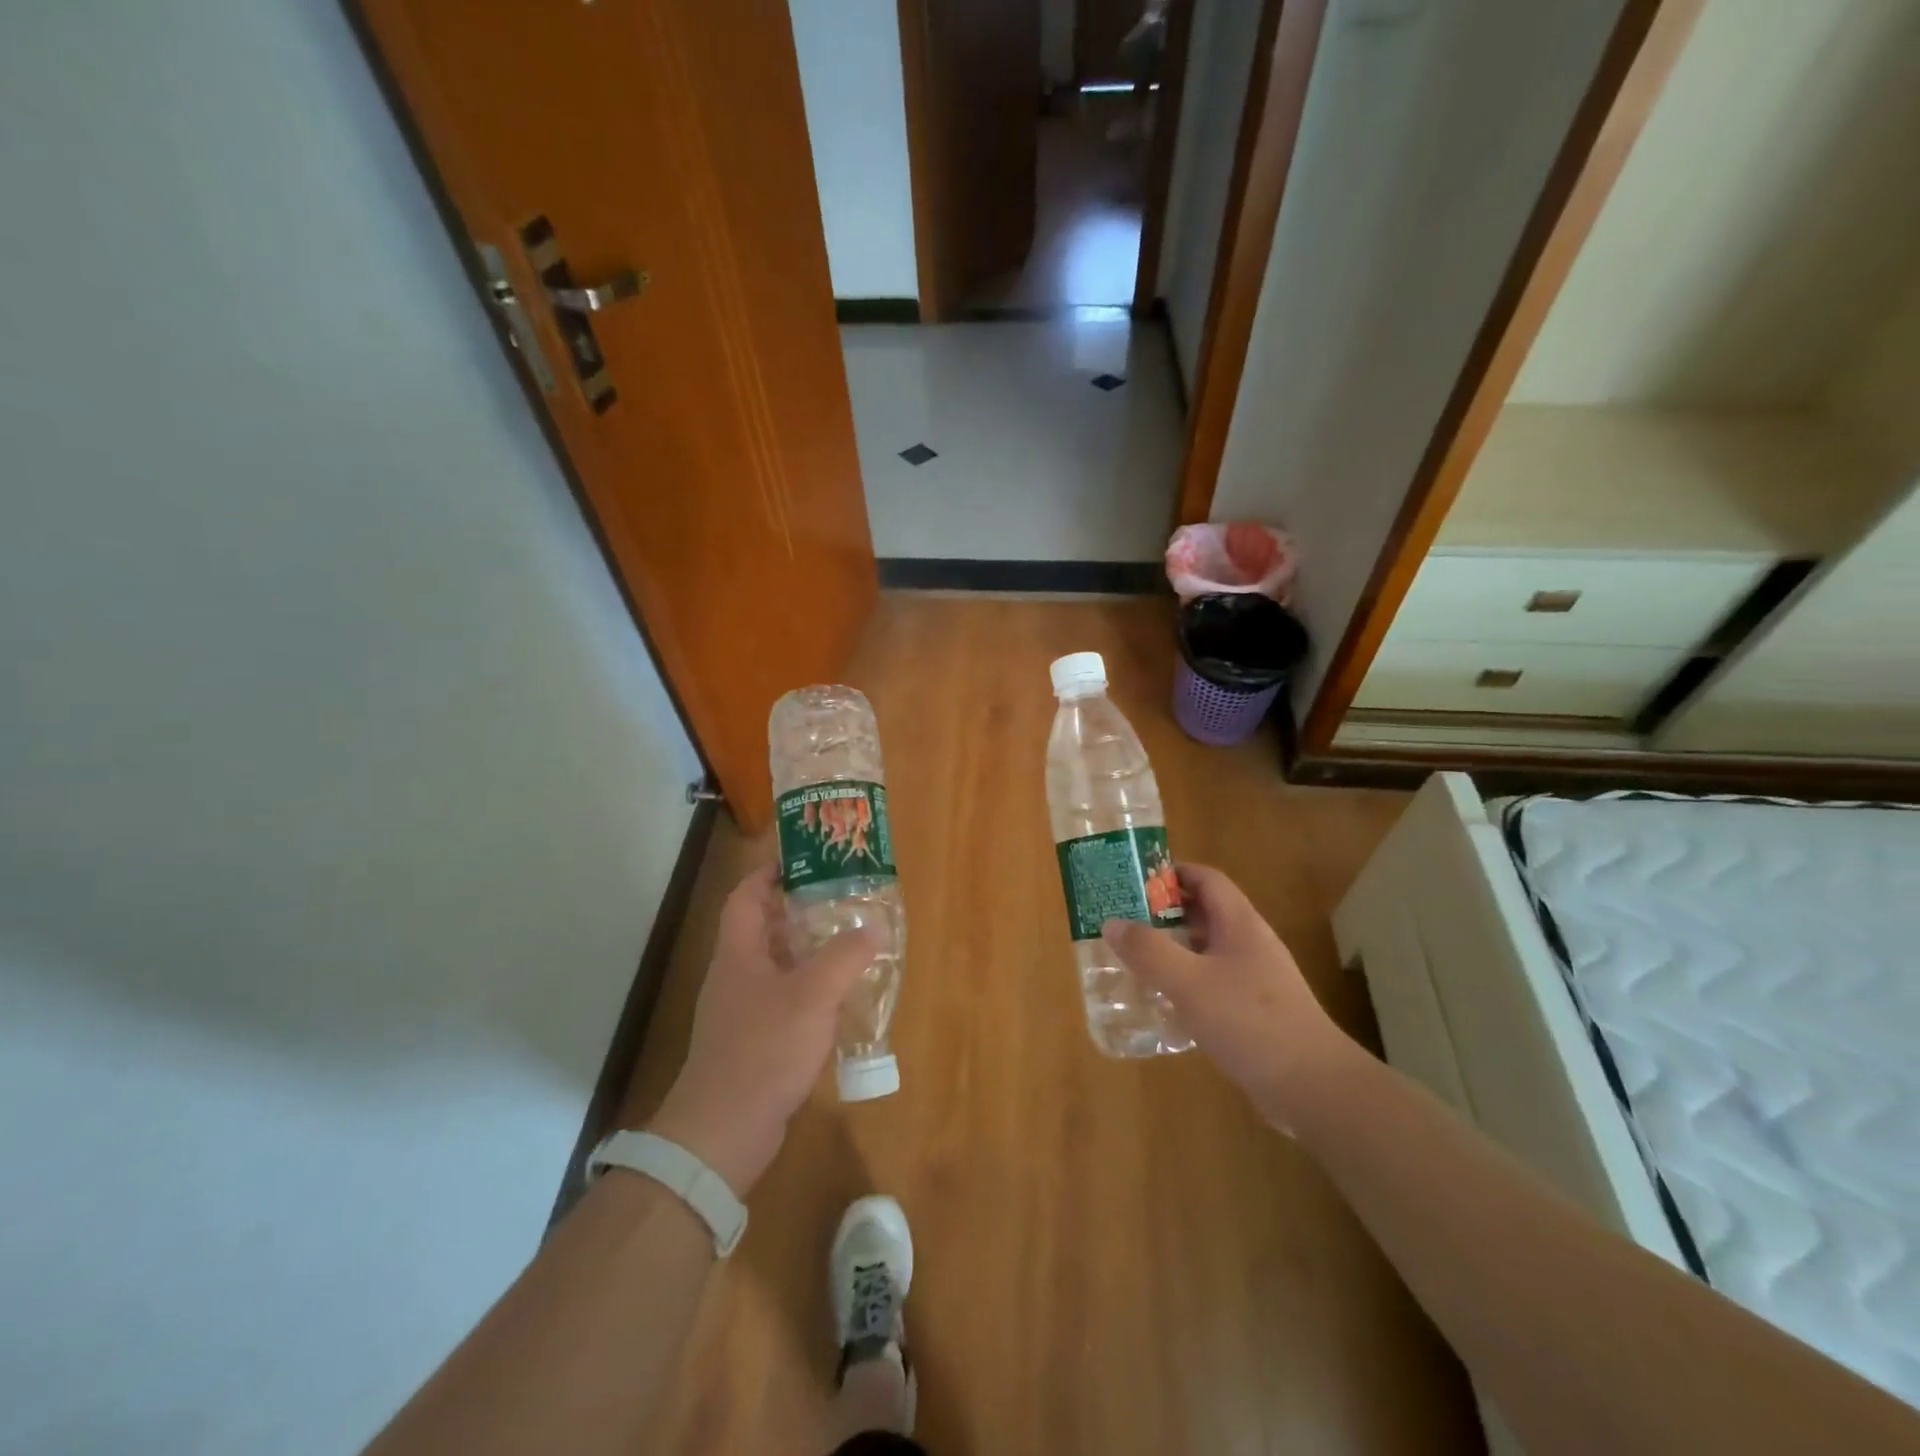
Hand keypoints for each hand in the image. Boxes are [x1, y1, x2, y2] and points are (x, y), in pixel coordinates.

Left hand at [647, 865, 882, 1195]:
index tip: (804, 858)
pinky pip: (783, 998)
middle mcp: (736, 975)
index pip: (747, 896)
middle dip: (798, 908)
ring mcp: (742, 1010)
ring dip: (807, 949)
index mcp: (739, 953)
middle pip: (763, 927)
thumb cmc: (764, 1049)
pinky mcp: (753, 1041)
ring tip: (847, 938)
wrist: (724, 1131)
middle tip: (840, 897)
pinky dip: (808, 987)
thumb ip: (845, 956)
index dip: (770, 873)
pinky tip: (838, 995)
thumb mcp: (812, 995)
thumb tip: (872, 927)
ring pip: (776, 964)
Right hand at [1102, 863, 1358, 1130]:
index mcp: (1240, 924)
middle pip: (1204, 913)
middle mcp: (1249, 944)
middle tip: (1125, 921)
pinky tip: (1163, 1003)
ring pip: (1207, 950)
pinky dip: (1185, 982)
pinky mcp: (1254, 1011)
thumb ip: (1149, 951)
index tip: (1134, 881)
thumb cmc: (1249, 1022)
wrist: (1312, 1086)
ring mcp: (1255, 979)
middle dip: (1165, 913)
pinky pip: (1212, 983)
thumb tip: (1112, 923)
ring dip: (1173, 949)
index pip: (1206, 879)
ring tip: (1135, 959)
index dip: (1172, 873)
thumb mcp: (1189, 983)